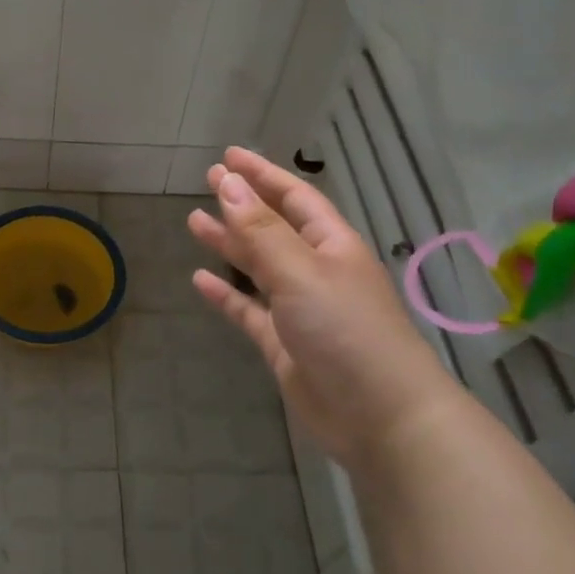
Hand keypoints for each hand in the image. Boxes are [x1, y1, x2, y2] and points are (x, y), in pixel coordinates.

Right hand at [187, 146, 450, 467]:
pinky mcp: (283, 344)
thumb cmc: (346, 331)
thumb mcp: (300, 271)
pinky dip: (226, 294)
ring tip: (194, 222)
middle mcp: (315, 270)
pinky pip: (248, 310)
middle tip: (207, 181)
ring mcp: (299, 308)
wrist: (380, 417)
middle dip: (242, 203)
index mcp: (331, 245)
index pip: (294, 197)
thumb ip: (260, 230)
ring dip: (229, 243)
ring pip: (258, 266)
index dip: (262, 174)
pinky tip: (199, 281)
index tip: (228, 156)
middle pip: (273, 227)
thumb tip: (226, 183)